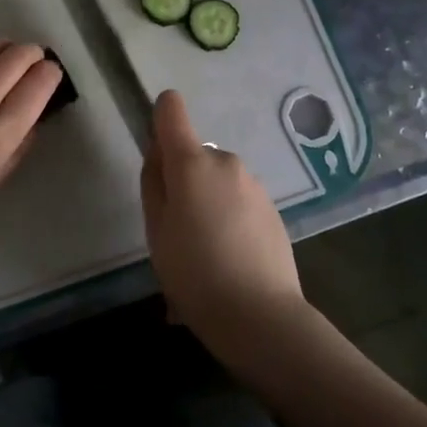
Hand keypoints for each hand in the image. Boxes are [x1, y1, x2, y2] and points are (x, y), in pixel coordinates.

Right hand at [140, 90, 303, 348]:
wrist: (261, 316)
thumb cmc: (194, 272)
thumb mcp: (156, 230)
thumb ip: (153, 183)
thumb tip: (158, 154)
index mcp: (192, 162)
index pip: (171, 109)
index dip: (159, 120)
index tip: (157, 155)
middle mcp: (225, 161)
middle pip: (194, 155)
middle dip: (184, 181)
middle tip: (177, 231)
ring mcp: (254, 184)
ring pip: (218, 182)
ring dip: (207, 203)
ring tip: (203, 257)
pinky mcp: (272, 209)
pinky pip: (239, 203)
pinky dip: (229, 220)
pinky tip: (228, 263)